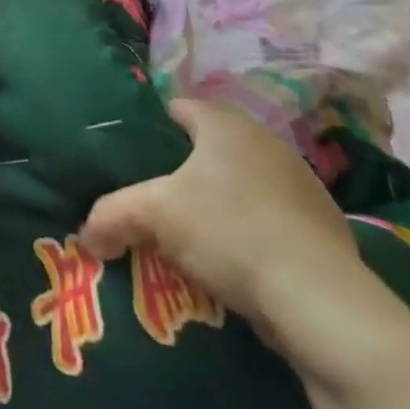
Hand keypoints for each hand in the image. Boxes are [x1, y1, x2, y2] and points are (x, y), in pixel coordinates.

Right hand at [79, 99, 375, 354]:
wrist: (319, 300)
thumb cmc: (228, 231)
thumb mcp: (153, 215)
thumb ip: (111, 214)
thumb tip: (86, 235)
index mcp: (225, 124)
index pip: (178, 108)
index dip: (149, 129)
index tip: (129, 158)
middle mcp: (266, 141)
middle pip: (209, 146)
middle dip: (182, 170)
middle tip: (153, 198)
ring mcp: (301, 183)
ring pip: (241, 182)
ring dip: (218, 202)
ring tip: (191, 235)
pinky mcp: (323, 226)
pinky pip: (270, 216)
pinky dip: (249, 230)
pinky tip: (234, 262)